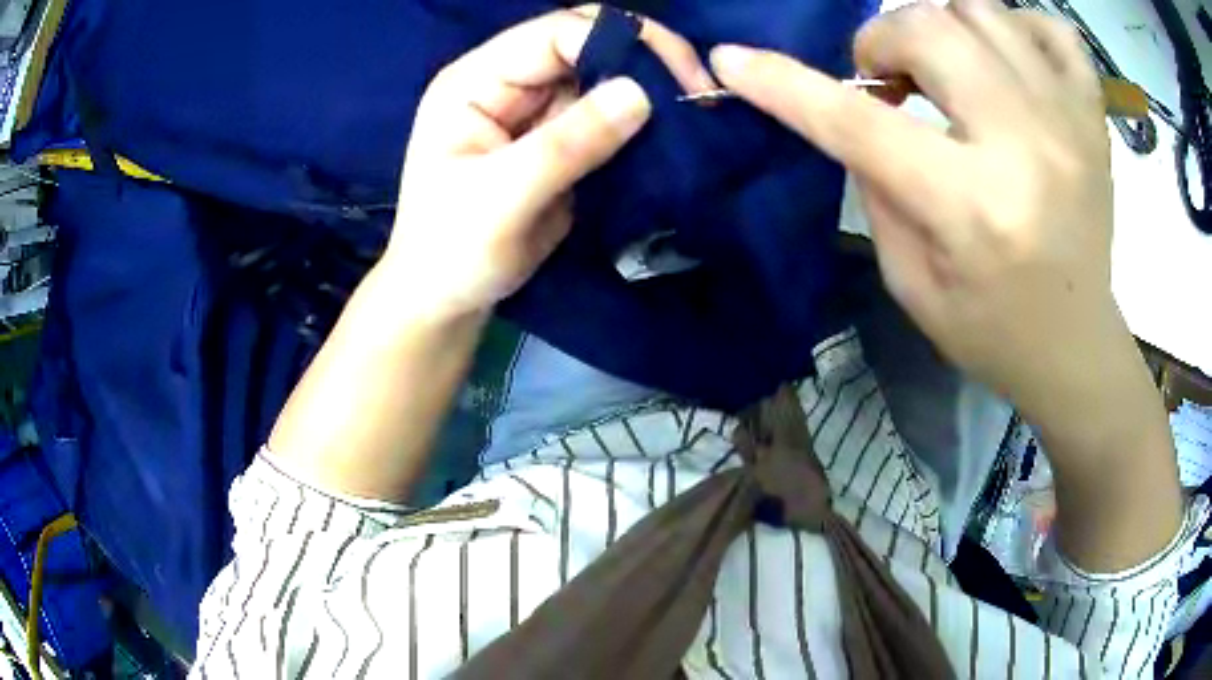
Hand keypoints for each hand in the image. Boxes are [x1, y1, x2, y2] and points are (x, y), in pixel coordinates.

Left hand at [384, 5, 715, 317]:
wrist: (447, 298)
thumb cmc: (452, 251)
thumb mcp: (501, 197)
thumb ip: (566, 144)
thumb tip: (641, 93)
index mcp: (476, 81)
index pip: (555, 35)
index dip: (618, 41)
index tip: (675, 78)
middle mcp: (507, 82)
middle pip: (586, 44)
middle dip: (645, 60)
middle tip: (698, 92)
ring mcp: (535, 109)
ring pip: (605, 77)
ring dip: (650, 91)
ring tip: (696, 113)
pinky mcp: (560, 139)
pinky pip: (609, 116)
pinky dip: (643, 122)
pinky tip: (673, 133)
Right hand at [710, 0, 1118, 418]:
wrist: (1077, 348)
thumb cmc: (993, 332)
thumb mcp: (913, 284)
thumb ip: (877, 188)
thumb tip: (856, 114)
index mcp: (972, 209)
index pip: (858, 124)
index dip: (784, 84)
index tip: (734, 59)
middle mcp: (1025, 147)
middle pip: (927, 29)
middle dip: (882, 41)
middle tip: (887, 81)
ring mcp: (1069, 122)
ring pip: (981, 10)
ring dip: (940, 28)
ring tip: (943, 69)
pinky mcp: (1093, 117)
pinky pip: (1052, 29)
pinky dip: (1016, 26)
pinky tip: (1006, 60)